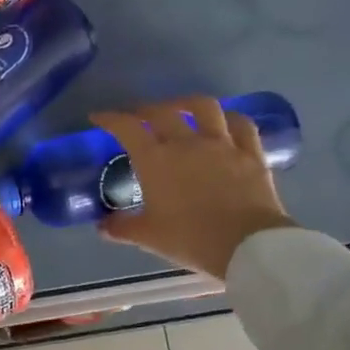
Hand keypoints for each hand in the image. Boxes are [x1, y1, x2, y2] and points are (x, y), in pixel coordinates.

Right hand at [91, 96, 295, 277]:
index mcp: (155, 160)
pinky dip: (228, 118)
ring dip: (186, 103)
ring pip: (204, 107)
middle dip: (144, 109)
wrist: (246, 246)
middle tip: (136, 116)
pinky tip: (224, 121)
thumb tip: (103, 226)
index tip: (98, 117)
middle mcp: (186, 143)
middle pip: (161, 112)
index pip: (127, 128)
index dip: (110, 118)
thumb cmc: (189, 239)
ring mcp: (222, 144)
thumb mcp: (147, 237)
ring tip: (179, 109)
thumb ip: (121, 228)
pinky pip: (241, 124)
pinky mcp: (250, 153)